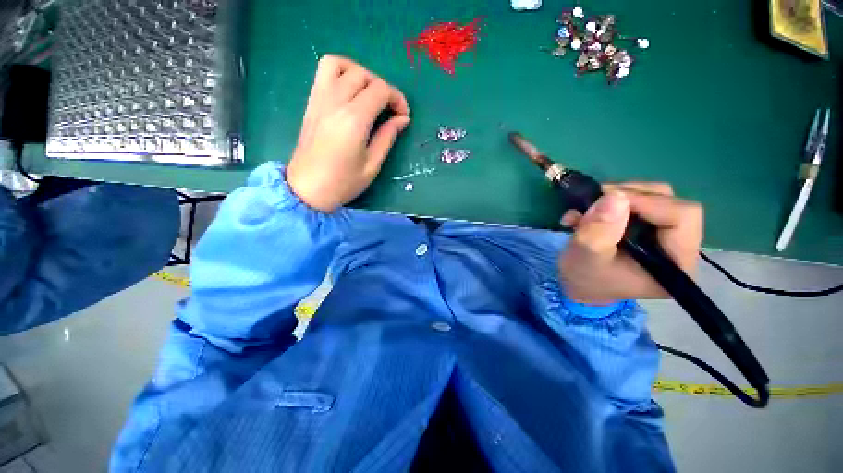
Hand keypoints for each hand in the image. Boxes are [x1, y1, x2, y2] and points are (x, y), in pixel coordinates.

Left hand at [286, 56, 410, 212]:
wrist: (307, 189)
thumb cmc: (343, 183)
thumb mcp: (372, 165)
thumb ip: (387, 137)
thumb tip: (402, 119)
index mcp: (354, 120)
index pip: (380, 90)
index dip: (397, 98)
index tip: (403, 116)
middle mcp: (335, 103)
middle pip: (363, 75)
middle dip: (382, 88)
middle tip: (389, 109)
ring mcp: (319, 100)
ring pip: (340, 64)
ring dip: (360, 74)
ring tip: (369, 94)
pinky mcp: (311, 103)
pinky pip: (323, 73)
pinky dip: (341, 73)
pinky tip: (350, 92)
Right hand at [558, 182, 703, 304]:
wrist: (579, 285)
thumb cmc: (584, 277)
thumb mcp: (585, 256)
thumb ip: (599, 230)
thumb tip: (615, 196)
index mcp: (676, 264)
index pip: (682, 217)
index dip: (646, 201)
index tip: (606, 200)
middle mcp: (681, 247)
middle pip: (670, 202)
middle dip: (627, 196)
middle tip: (593, 202)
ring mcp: (667, 235)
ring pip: (655, 196)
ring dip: (616, 197)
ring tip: (585, 209)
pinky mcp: (651, 228)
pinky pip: (641, 200)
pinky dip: (612, 201)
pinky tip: (588, 212)